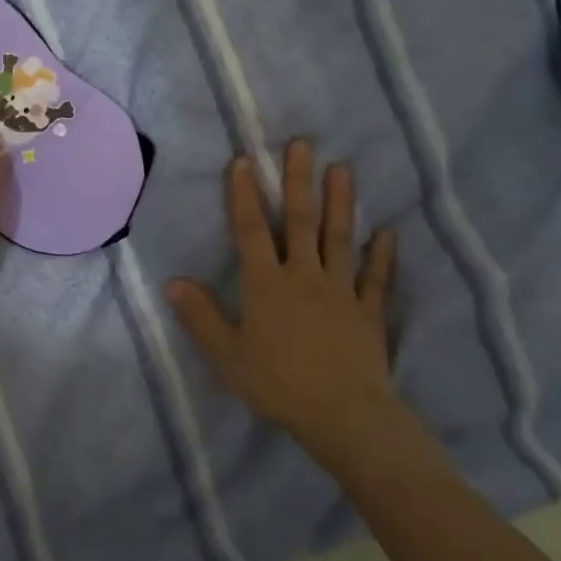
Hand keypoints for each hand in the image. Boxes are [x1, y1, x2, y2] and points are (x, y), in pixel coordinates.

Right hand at [166, 141, 402, 464]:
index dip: (243, 195)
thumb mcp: (228, 356)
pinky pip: (376, 278)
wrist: (343, 416)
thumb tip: (172, 282)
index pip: (250, 231)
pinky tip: (388, 231)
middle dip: (297, 181)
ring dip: (340, 203)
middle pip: (298, 222)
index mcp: (266, 285)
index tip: (243, 160)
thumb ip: (201, 318)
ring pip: (339, 238)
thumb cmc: (278, 385)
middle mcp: (304, 276)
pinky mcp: (368, 312)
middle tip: (302, 144)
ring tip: (342, 169)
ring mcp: (340, 291)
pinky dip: (382, 255)